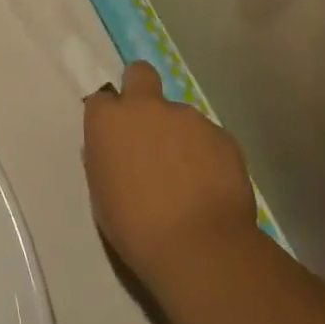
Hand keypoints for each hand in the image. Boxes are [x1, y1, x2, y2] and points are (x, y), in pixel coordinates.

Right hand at [83, 62, 260, 291]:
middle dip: (142, 90)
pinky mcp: (222, 135)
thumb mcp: (103, 197)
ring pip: (181, 116)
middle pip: (140, 74)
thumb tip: (116, 153)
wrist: (199, 249)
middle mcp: (146, 107)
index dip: (110, 117)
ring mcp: (187, 117)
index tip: (117, 139)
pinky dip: (209, 156)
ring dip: (180, 136)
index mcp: (109, 121)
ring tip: (190, 179)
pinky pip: (210, 140)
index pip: (102, 99)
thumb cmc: (136, 229)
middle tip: (150, 127)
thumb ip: (107, 162)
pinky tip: (212, 188)